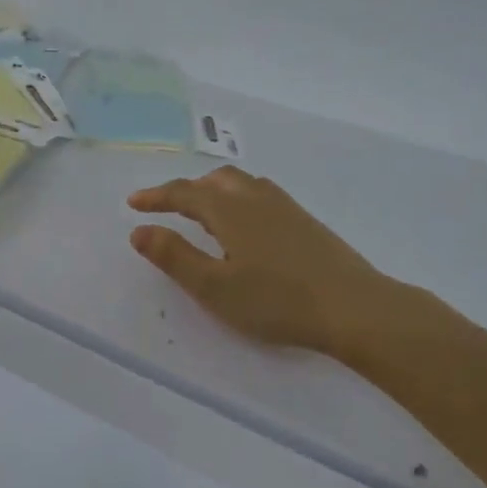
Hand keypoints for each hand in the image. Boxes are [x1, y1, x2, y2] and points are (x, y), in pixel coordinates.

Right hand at [128, 167, 392, 356]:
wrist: (353, 307)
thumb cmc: (277, 301)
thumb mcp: (215, 287)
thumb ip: (175, 257)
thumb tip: (140, 230)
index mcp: (230, 210)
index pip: (184, 194)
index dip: (156, 197)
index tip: (133, 203)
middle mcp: (256, 198)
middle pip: (214, 181)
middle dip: (185, 190)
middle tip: (165, 206)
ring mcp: (285, 207)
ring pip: (241, 183)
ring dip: (213, 189)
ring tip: (202, 209)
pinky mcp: (305, 221)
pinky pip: (261, 193)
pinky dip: (238, 197)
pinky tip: (246, 222)